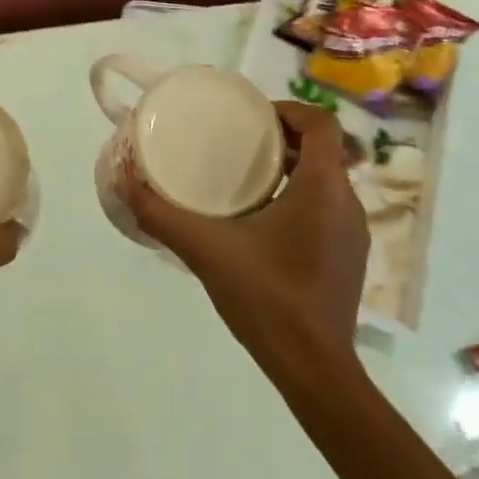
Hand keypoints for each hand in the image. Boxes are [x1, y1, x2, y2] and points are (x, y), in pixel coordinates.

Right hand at [123, 102, 367, 363]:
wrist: (314, 369)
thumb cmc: (267, 297)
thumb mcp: (206, 250)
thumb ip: (162, 215)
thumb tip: (124, 182)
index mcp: (323, 187)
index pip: (322, 123)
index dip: (290, 109)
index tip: (254, 118)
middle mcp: (347, 203)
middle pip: (324, 150)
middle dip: (284, 139)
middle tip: (242, 143)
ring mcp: (354, 234)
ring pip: (327, 181)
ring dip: (294, 170)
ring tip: (249, 179)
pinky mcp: (351, 259)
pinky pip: (329, 209)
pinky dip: (302, 199)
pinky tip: (266, 223)